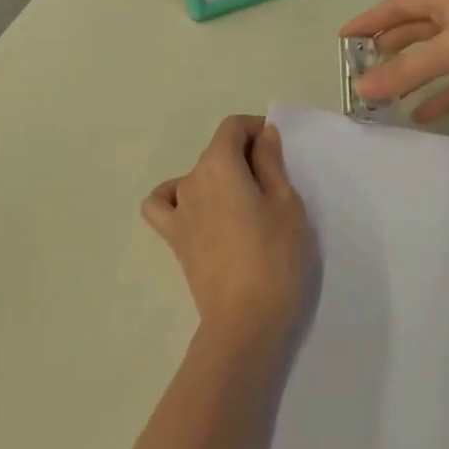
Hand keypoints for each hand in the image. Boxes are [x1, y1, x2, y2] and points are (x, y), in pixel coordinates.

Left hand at [142, 116, 313, 355]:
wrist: (245, 321)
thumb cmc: (275, 257)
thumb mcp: (286, 203)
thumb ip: (271, 162)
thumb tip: (262, 134)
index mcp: (219, 164)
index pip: (232, 127)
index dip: (255, 128)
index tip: (276, 148)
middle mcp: (192, 179)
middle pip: (216, 151)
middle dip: (243, 155)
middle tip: (274, 184)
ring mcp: (178, 209)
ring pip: (196, 176)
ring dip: (218, 178)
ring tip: (243, 203)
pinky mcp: (174, 238)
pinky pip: (163, 205)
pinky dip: (175, 199)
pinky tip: (195, 210)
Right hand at [339, 0, 448, 123]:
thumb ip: (406, 69)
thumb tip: (361, 88)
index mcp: (448, 1)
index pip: (397, 5)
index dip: (369, 19)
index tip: (343, 38)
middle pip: (413, 32)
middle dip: (386, 48)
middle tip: (359, 69)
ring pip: (432, 61)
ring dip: (408, 75)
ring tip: (381, 94)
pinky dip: (437, 99)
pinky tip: (419, 115)